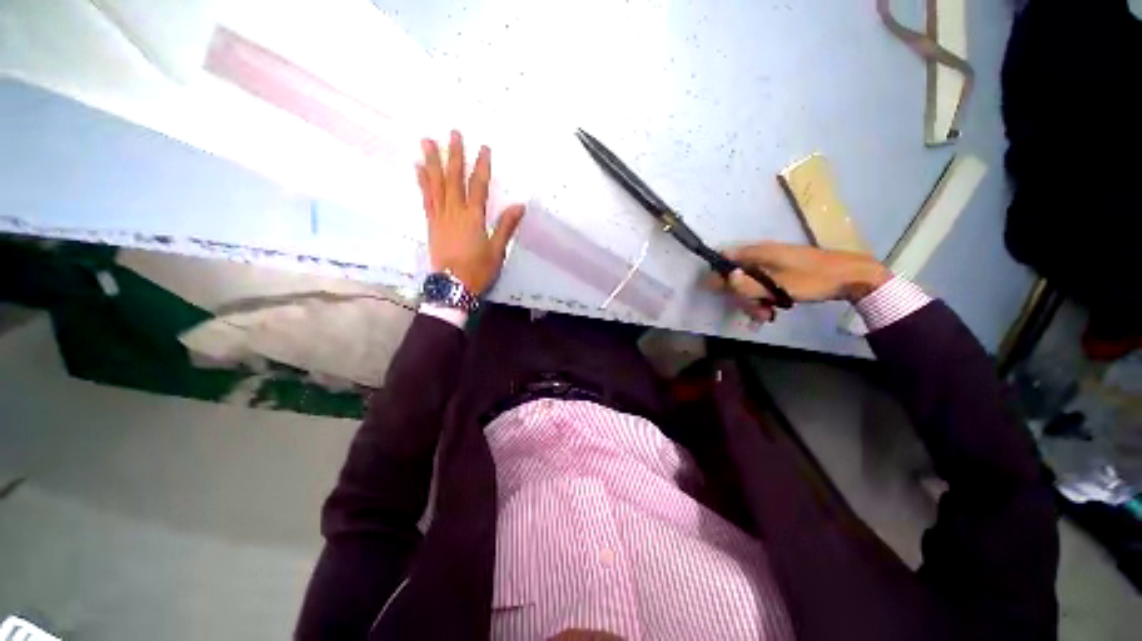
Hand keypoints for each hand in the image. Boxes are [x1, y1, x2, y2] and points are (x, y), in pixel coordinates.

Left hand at [417, 130, 525, 294]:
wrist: (453, 286)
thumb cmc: (478, 270)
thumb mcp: (497, 250)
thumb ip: (506, 226)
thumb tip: (519, 206)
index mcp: (473, 217)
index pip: (478, 186)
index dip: (482, 166)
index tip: (484, 148)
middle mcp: (454, 212)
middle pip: (453, 179)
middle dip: (455, 155)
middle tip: (453, 133)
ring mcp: (440, 217)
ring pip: (435, 184)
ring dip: (432, 162)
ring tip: (428, 141)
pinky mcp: (431, 224)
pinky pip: (426, 199)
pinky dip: (422, 183)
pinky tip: (417, 169)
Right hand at [706, 242, 890, 322]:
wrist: (852, 276)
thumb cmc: (814, 280)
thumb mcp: (779, 287)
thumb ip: (749, 285)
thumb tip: (726, 278)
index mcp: (759, 253)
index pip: (725, 258)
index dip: (718, 274)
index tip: (720, 293)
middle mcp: (761, 255)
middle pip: (737, 275)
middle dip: (741, 296)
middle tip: (755, 312)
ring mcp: (771, 263)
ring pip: (750, 283)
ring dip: (753, 301)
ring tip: (766, 315)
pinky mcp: (780, 272)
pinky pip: (763, 284)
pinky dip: (764, 298)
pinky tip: (773, 310)